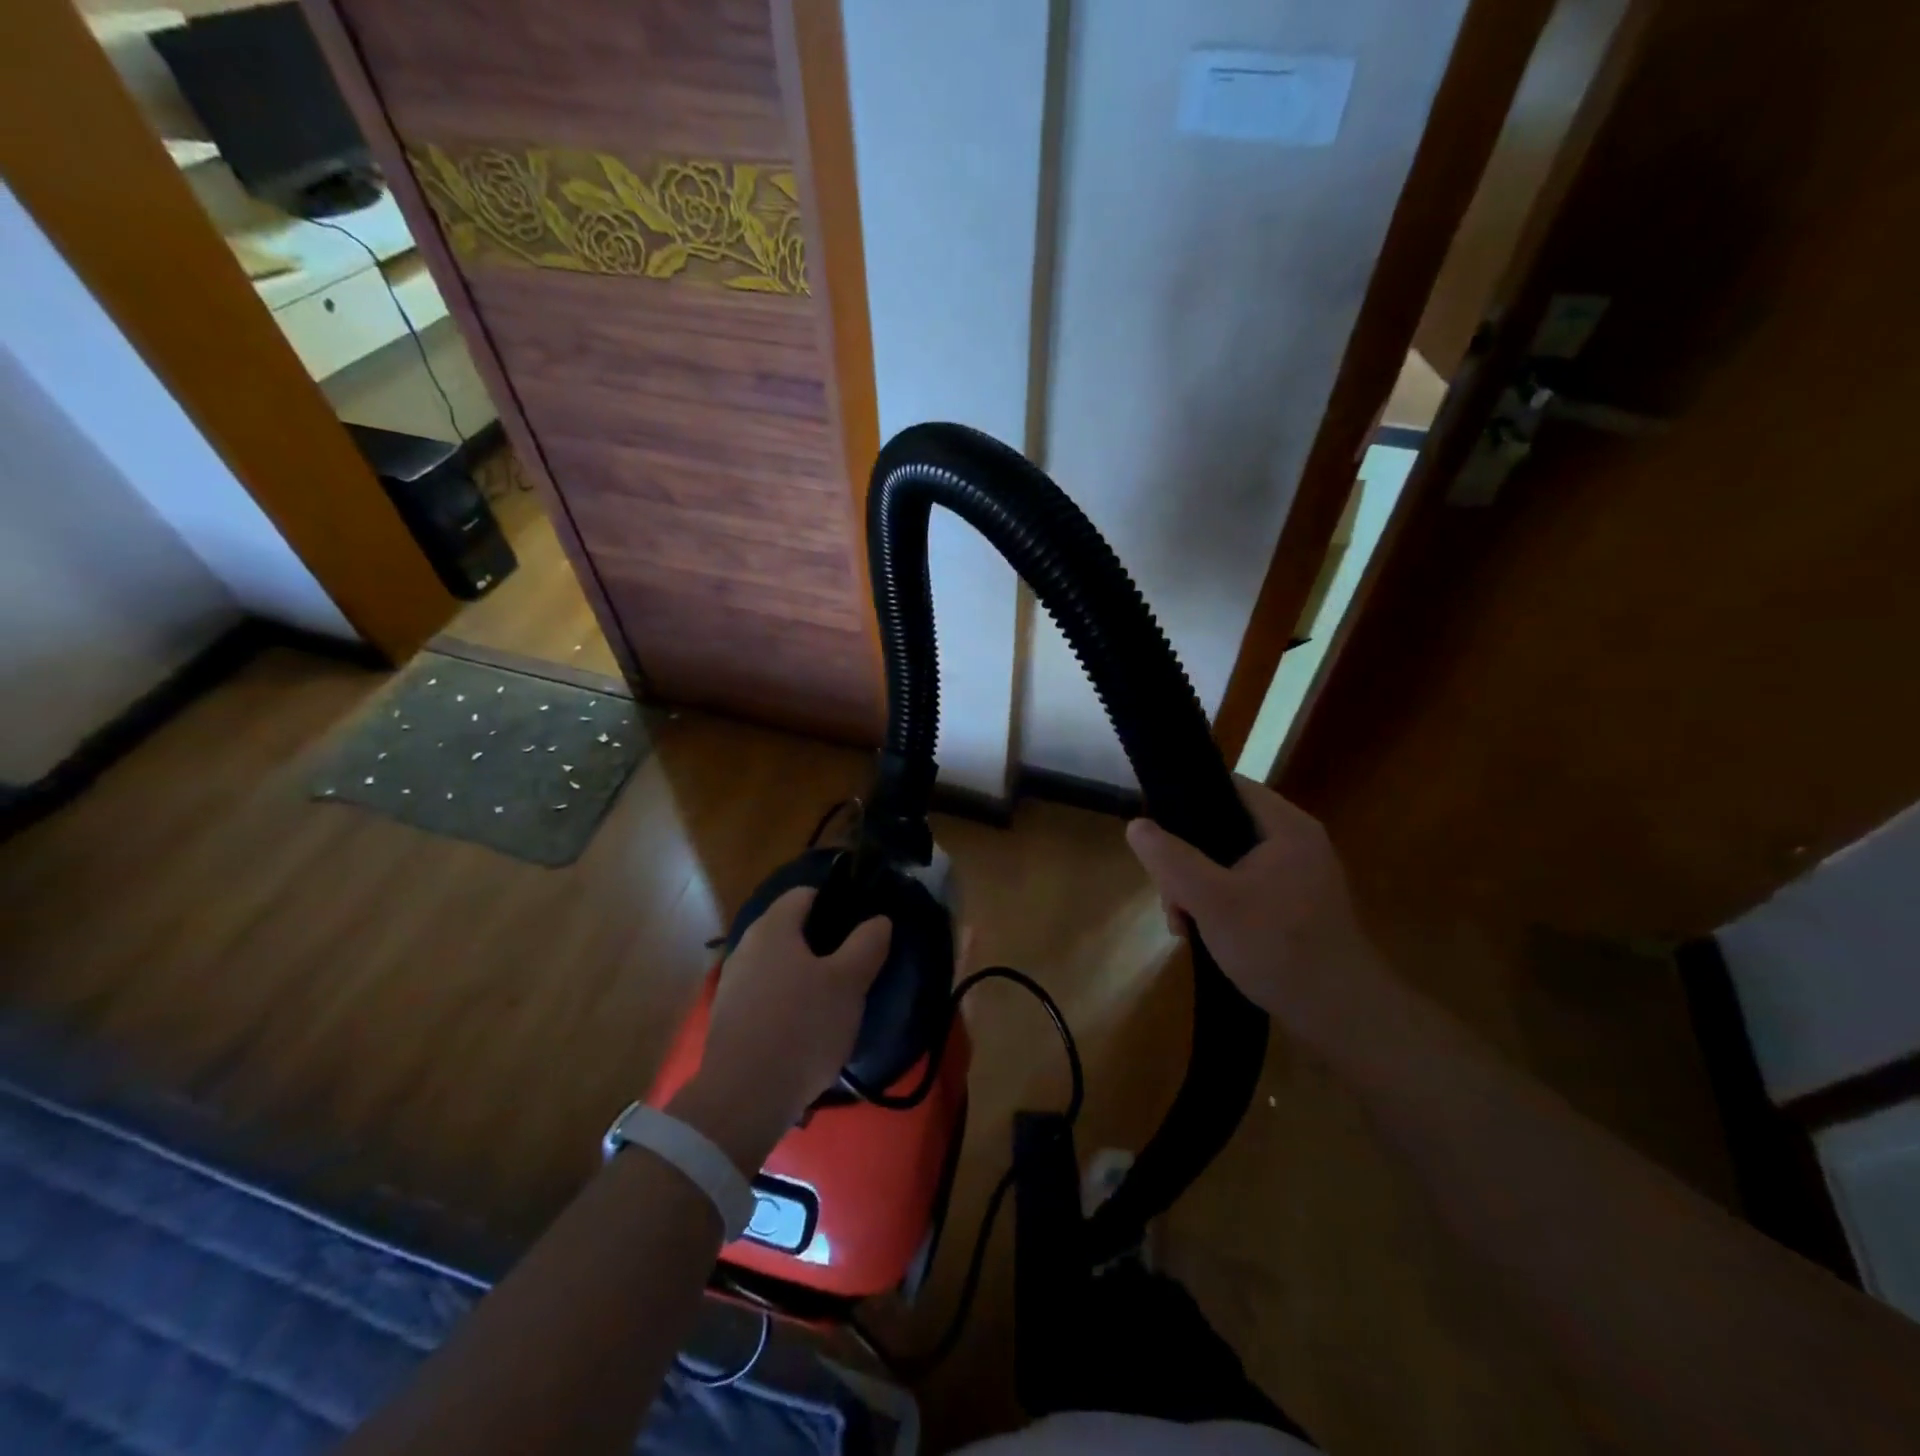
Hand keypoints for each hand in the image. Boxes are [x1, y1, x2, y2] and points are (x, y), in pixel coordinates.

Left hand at [676, 888, 890, 1162]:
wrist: (744, 1098)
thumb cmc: (801, 1027)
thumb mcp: (849, 983)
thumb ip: (867, 944)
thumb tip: (878, 920)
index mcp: (773, 928)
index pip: (806, 894)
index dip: (836, 903)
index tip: (861, 927)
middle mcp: (746, 947)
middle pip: (791, 930)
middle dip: (824, 943)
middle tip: (855, 966)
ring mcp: (732, 984)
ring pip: (779, 964)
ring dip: (805, 975)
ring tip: (835, 1001)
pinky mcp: (728, 1019)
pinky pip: (766, 995)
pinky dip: (788, 1002)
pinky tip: (807, 1030)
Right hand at [1125, 778, 1383, 1045]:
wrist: (1343, 1017)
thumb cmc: (1277, 947)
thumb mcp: (1211, 900)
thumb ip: (1171, 859)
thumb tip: (1136, 825)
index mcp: (1285, 826)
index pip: (1227, 786)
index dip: (1185, 799)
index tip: (1155, 830)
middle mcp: (1296, 842)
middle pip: (1223, 827)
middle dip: (1186, 860)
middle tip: (1169, 899)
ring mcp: (1299, 876)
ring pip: (1229, 862)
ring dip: (1198, 888)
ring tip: (1182, 925)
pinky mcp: (1297, 906)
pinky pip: (1245, 887)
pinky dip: (1220, 904)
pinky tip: (1204, 935)